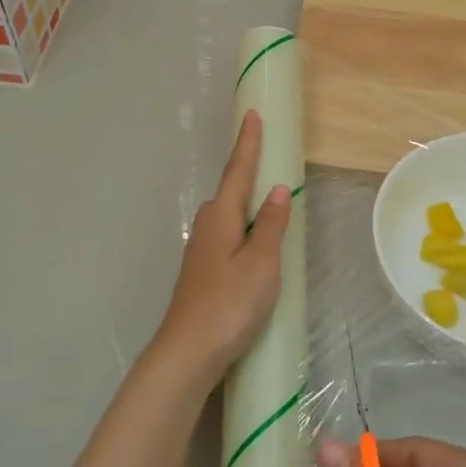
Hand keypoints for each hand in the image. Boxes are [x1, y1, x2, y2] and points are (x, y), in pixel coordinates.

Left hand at [150, 110, 289, 381]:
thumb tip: (277, 190)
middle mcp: (206, 227)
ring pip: (227, 218)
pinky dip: (242, 231)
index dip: (248, 144)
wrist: (188, 351)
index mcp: (220, 218)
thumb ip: (270, 225)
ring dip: (245, 207)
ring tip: (269, 206)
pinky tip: (252, 247)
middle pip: (229, 193)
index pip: (238, 172)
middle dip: (247, 174)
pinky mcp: (201, 273)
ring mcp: (200, 252)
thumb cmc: (230, 304)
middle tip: (269, 159)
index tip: (252, 115)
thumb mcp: (261, 263)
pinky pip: (226, 238)